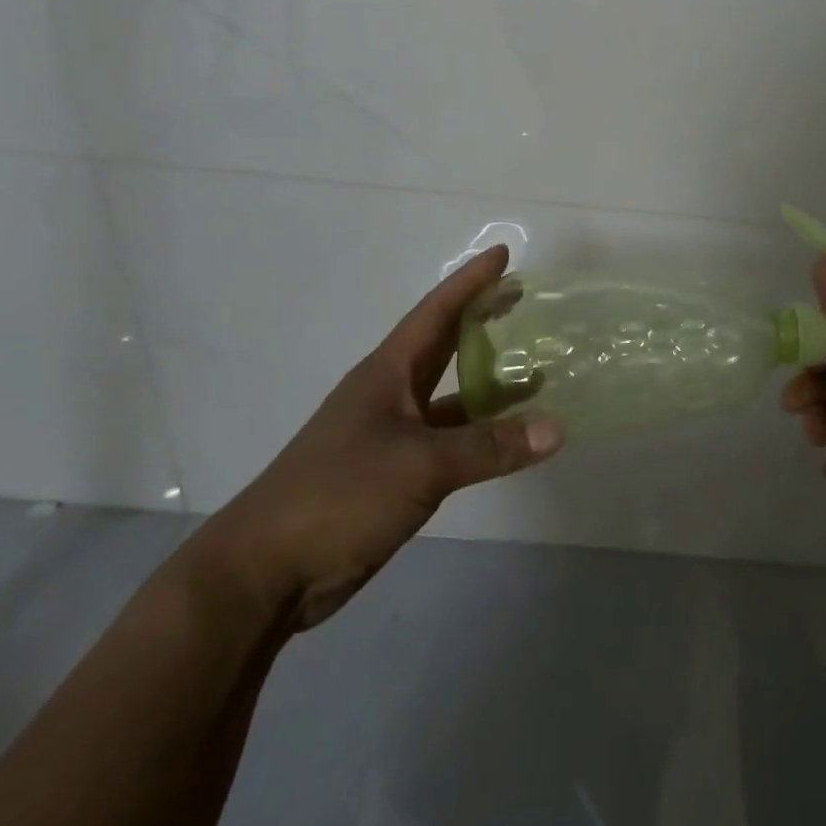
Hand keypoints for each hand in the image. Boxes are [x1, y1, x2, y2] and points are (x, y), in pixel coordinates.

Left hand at [191, 246, 563, 630]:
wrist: (268, 571)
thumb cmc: (341, 494)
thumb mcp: (422, 464)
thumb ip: (490, 446)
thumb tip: (557, 429)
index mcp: (388, 373)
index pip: (436, 312)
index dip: (470, 282)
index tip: (502, 255)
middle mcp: (390, 394)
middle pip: (443, 346)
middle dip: (480, 320)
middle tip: (523, 301)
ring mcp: (390, 435)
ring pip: (449, 398)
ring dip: (487, 385)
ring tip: (535, 373)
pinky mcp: (393, 474)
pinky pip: (448, 440)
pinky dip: (478, 434)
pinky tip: (508, 440)